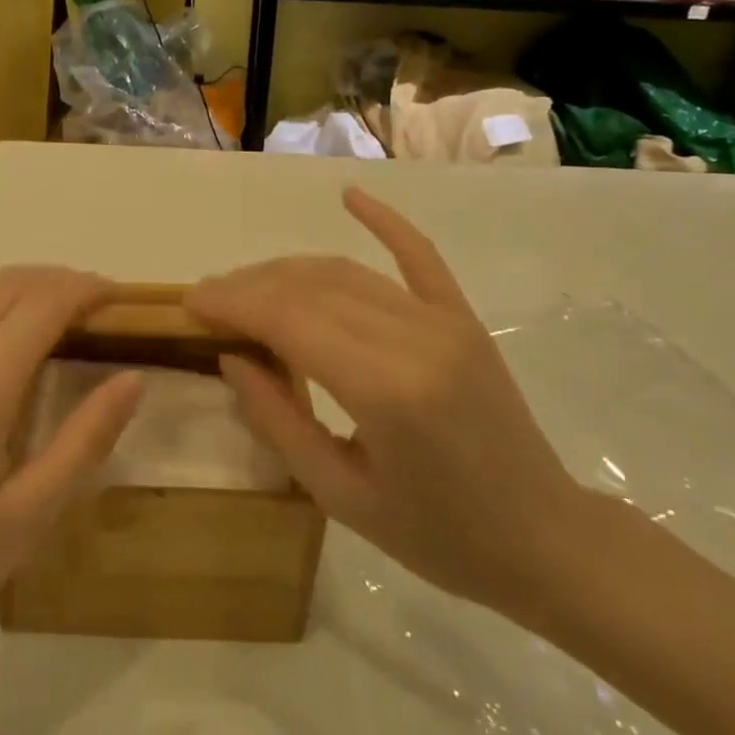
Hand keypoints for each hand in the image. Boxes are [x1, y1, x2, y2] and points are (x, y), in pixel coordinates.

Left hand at [0, 266, 142, 695]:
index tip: (118, 297)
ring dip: (22, 291)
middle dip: (59, 281)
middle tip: (95, 308)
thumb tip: (133, 378)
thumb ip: (85, 441)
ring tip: (54, 323)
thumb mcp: (27, 519)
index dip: (86, 288)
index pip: (43, 304)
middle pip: (9, 284)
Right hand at [186, 188, 587, 616]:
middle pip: (310, 288)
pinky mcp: (462, 318)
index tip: (190, 301)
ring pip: (346, 272)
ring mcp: (443, 321)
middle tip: (208, 296)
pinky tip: (349, 195)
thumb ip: (279, 419)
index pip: (288, 320)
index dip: (233, 303)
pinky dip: (383, 222)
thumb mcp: (340, 495)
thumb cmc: (436, 536)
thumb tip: (231, 357)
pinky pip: (418, 256)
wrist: (544, 539)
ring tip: (245, 283)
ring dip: (287, 270)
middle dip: (249, 286)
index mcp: (384, 390)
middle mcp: (413, 338)